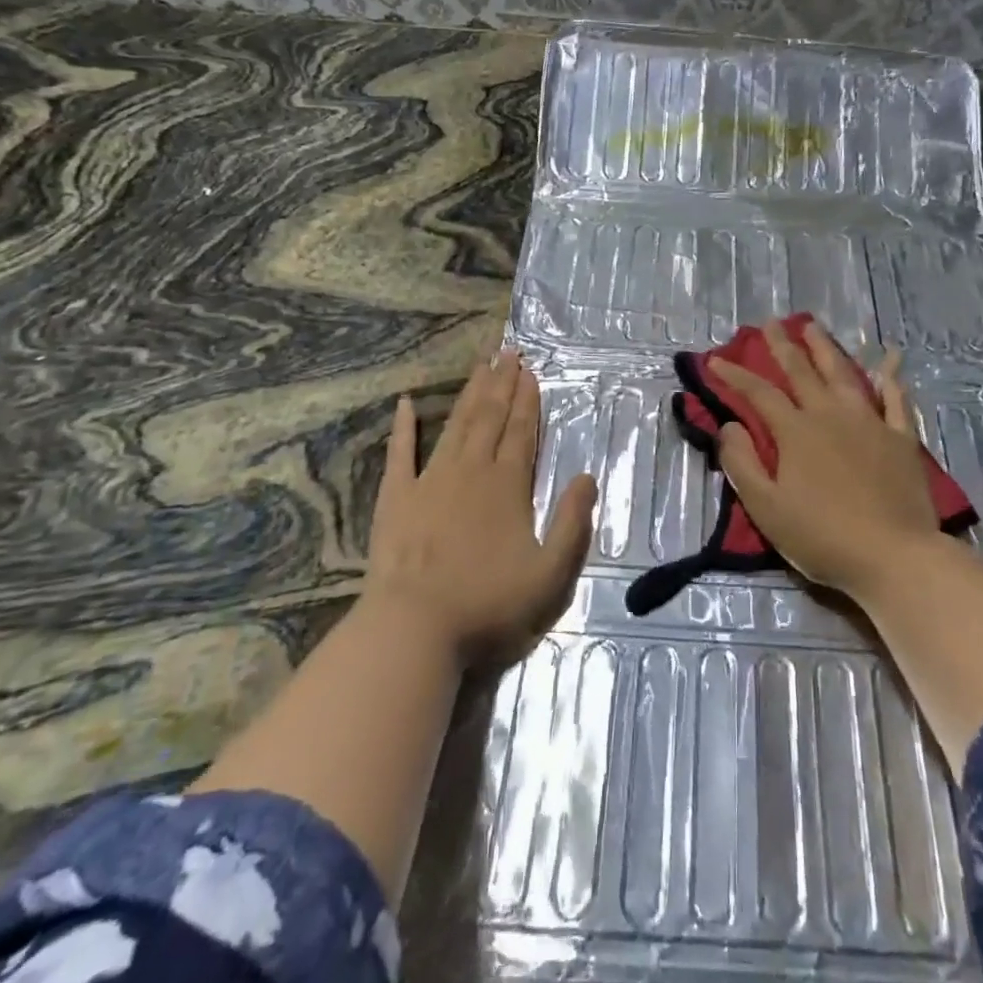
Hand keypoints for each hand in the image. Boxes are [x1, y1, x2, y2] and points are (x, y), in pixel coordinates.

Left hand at [365, 350, 596, 667]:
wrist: (414, 629)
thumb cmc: (488, 605)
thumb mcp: (551, 575)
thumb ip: (573, 524)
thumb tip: (587, 477)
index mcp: (508, 487)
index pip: (522, 433)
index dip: (528, 401)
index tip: (530, 371)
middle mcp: (471, 472)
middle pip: (490, 419)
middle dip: (502, 385)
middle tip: (508, 352)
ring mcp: (429, 482)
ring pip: (455, 426)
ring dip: (469, 394)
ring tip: (480, 366)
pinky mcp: (395, 499)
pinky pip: (400, 454)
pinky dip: (403, 427)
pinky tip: (405, 403)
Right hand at [712, 321, 939, 601]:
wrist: (894, 556)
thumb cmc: (822, 537)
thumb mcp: (767, 508)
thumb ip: (743, 463)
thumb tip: (730, 425)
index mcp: (796, 432)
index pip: (759, 393)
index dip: (735, 375)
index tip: (715, 359)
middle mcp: (831, 415)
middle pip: (802, 372)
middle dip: (783, 346)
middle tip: (771, 323)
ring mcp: (870, 423)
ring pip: (844, 375)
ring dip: (826, 349)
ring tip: (814, 327)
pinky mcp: (902, 438)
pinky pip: (897, 399)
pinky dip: (891, 377)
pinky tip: (889, 360)